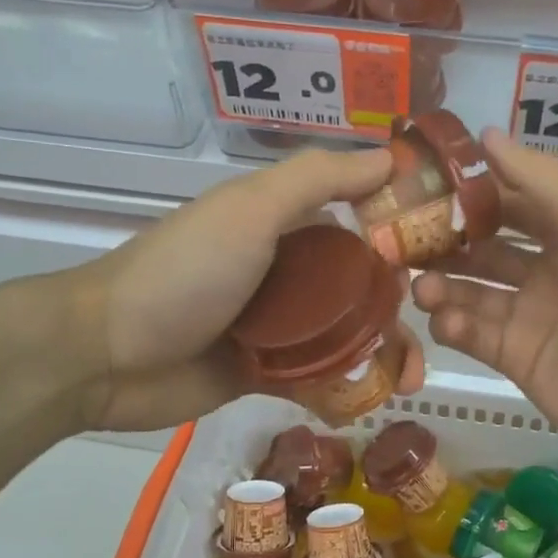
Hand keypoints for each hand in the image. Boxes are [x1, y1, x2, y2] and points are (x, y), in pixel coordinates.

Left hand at [62, 148, 425, 431]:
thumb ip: (317, 179)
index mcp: (285, 224)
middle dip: (403, 308)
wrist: (105, 354)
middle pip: (361, 286)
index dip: (405, 234)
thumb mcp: (250, 211)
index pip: (360, 220)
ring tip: (410, 382)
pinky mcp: (264, 373)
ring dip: (384, 354)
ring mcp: (276, 325)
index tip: (452, 255)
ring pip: (346, 336)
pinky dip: (347, 387)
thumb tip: (391, 155)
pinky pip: (319, 378)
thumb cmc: (184, 273)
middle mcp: (286, 270)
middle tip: (435, 333)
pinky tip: (373, 402)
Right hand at [411, 130, 557, 476]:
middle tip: (399, 237)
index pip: (511, 198)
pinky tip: (443, 320)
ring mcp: (531, 315)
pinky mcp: (516, 358)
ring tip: (419, 285)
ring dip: (441, 283)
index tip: (422, 179)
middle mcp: (549, 267)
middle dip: (444, 239)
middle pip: (483, 245)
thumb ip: (537, 177)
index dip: (470, 188)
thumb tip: (485, 133)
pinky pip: (472, 334)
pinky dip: (452, 324)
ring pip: (470, 290)